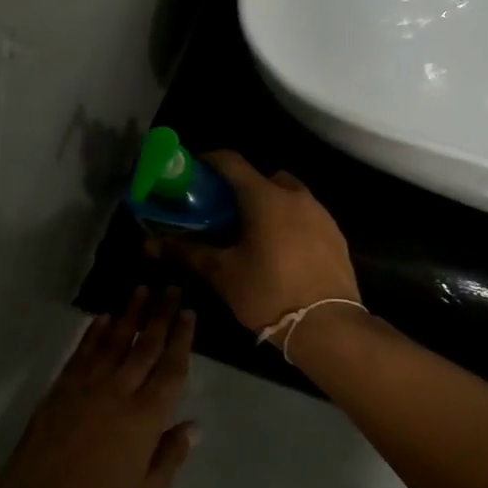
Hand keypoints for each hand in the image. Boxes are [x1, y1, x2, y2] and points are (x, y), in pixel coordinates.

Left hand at [0, 288, 197, 487]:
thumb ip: (171, 454)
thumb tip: (193, 425)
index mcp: (147, 417)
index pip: (171, 367)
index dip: (181, 338)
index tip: (188, 312)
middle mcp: (120, 392)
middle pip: (145, 345)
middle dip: (160, 314)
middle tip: (170, 287)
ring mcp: (87, 387)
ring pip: (113, 340)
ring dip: (129, 314)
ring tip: (141, 290)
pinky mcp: (60, 390)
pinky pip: (81, 353)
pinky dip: (94, 333)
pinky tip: (103, 318)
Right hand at [152, 151, 359, 336]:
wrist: (328, 326)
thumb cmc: (268, 294)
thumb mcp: (223, 274)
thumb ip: (188, 252)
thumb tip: (151, 243)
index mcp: (265, 197)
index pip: (231, 162)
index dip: (209, 161)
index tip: (193, 173)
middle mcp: (296, 196)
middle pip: (263, 177)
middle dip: (241, 187)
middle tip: (222, 211)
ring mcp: (320, 214)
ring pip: (288, 196)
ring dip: (268, 204)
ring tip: (250, 233)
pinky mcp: (336, 234)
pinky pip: (306, 216)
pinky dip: (289, 222)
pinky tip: (280, 250)